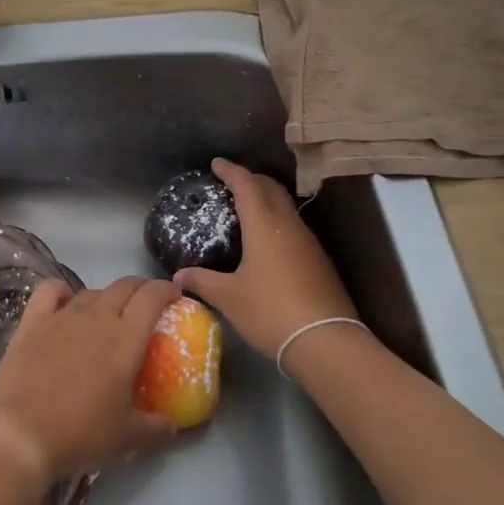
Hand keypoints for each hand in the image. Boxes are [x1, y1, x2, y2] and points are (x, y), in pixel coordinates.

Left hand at [0, 277, 180, 484]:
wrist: (20, 434)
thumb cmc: (81, 433)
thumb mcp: (128, 438)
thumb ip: (157, 428)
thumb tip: (173, 426)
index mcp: (126, 338)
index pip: (152, 297)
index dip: (166, 289)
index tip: (174, 295)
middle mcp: (96, 317)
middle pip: (123, 286)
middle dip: (140, 289)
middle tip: (146, 304)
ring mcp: (61, 316)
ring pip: (90, 291)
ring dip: (105, 297)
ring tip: (107, 315)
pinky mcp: (31, 323)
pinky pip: (49, 291)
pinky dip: (62, 291)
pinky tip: (64, 302)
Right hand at [174, 158, 358, 357]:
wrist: (325, 340)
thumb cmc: (270, 312)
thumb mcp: (229, 297)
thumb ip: (203, 281)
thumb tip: (178, 275)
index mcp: (264, 226)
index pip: (247, 185)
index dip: (231, 171)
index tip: (217, 164)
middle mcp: (289, 226)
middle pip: (271, 189)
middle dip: (252, 180)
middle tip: (233, 183)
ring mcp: (309, 243)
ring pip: (286, 209)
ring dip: (267, 201)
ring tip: (248, 211)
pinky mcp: (320, 261)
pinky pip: (295, 229)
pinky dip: (278, 224)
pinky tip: (269, 244)